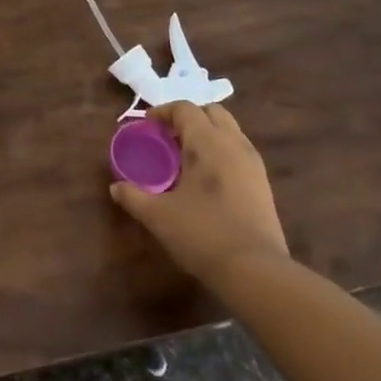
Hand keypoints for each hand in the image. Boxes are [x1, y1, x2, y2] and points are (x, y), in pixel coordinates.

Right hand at [109, 102, 288, 281]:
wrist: (255, 271)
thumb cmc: (202, 234)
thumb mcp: (158, 216)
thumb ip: (133, 197)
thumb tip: (116, 188)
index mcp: (207, 142)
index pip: (185, 109)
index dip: (162, 112)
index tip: (146, 126)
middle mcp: (233, 144)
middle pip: (212, 112)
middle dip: (189, 117)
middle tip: (168, 137)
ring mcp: (253, 163)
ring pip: (230, 130)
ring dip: (208, 133)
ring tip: (187, 157)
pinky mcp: (264, 184)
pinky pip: (240, 151)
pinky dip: (222, 151)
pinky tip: (208, 178)